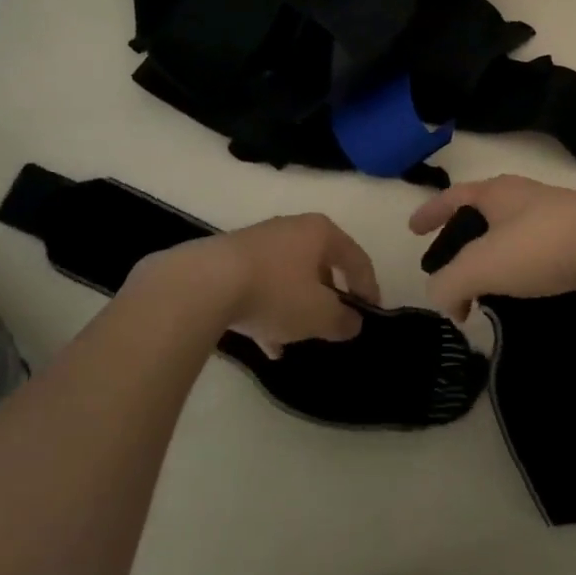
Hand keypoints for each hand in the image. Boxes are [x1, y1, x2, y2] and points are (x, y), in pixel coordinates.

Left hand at [132, 214, 378, 358]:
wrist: (204, 283)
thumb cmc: (275, 292)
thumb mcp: (319, 314)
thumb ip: (342, 320)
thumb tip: (353, 322)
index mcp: (321, 232)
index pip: (356, 259)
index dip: (368, 288)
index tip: (371, 314)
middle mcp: (292, 228)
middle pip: (321, 265)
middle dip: (328, 298)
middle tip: (333, 324)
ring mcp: (259, 242)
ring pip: (289, 278)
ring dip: (296, 308)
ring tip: (297, 340)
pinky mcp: (231, 258)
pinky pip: (261, 285)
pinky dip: (269, 311)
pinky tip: (266, 345)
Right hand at [408, 175, 575, 319]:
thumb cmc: (539, 245)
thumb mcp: (481, 266)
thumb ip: (449, 283)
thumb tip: (443, 298)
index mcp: (497, 193)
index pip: (453, 197)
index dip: (431, 212)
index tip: (413, 229)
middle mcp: (525, 196)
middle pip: (484, 213)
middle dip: (463, 237)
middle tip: (451, 265)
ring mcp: (558, 214)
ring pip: (513, 232)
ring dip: (494, 255)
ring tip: (487, 284)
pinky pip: (540, 249)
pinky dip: (523, 267)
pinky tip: (527, 289)